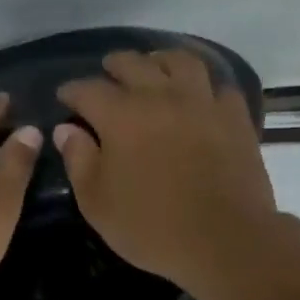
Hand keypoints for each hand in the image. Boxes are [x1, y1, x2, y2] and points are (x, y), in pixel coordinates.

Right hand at [54, 48, 276, 293]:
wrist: (223, 239)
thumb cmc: (150, 226)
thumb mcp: (97, 202)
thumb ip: (79, 160)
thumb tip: (66, 130)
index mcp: (121, 116)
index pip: (88, 90)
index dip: (72, 90)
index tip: (65, 96)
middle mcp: (161, 96)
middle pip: (134, 64)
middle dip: (115, 66)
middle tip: (108, 72)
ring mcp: (202, 102)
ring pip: (180, 62)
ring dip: (160, 60)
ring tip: (154, 67)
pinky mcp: (234, 117)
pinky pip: (217, 86)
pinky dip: (203, 85)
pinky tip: (198, 95)